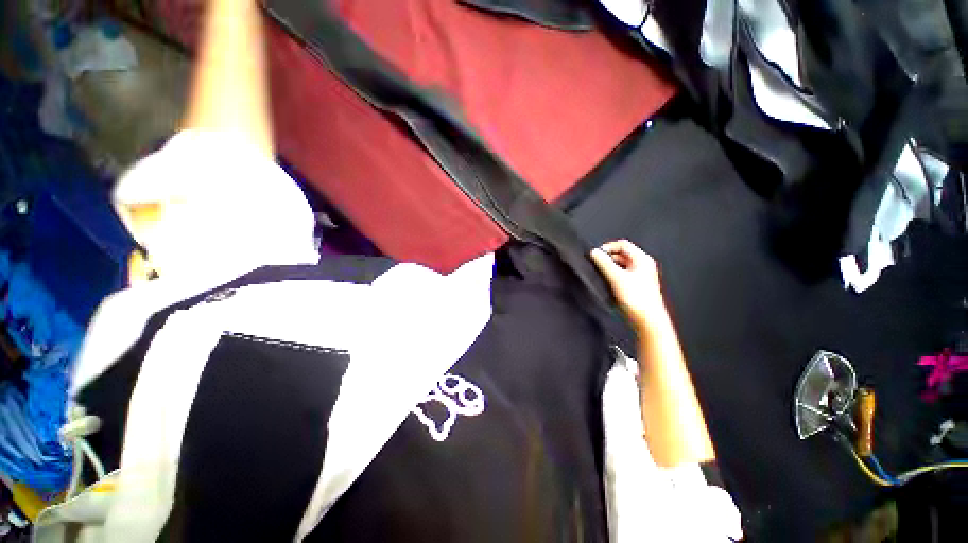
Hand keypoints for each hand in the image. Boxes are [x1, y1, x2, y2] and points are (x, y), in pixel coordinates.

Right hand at [590, 240, 667, 331]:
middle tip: (596, 265)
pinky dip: (612, 276)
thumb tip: (594, 253)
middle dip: (607, 258)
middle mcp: (642, 265)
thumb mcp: (617, 277)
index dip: (608, 247)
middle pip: (621, 255)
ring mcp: (638, 276)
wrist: (647, 320)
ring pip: (620, 266)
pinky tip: (607, 283)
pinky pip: (620, 275)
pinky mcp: (634, 285)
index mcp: (642, 259)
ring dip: (609, 268)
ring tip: (601, 275)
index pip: (622, 244)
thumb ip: (604, 263)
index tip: (596, 255)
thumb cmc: (637, 299)